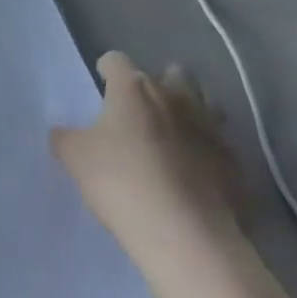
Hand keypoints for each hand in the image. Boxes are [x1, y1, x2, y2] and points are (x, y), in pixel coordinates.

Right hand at [51, 53, 240, 265]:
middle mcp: (174, 97)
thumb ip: (65, 138)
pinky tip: (199, 172)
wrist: (186, 236)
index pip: (117, 61)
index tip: (101, 84)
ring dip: (191, 111)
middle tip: (142, 109)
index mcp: (133, 88)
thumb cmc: (122, 183)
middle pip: (171, 74)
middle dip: (158, 83)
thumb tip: (62, 132)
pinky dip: (210, 152)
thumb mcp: (75, 159)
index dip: (107, 70)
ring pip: (205, 103)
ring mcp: (210, 128)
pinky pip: (222, 146)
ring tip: (176, 134)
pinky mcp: (234, 163)